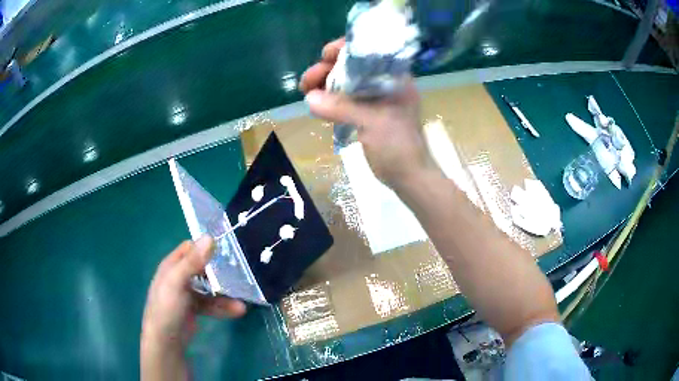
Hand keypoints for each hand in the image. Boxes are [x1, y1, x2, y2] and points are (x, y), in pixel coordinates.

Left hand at [141, 236, 245, 379]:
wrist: (166, 342)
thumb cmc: (167, 307)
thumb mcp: (177, 282)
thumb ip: (192, 262)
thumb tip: (210, 237)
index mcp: (171, 265)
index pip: (190, 248)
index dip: (206, 247)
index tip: (227, 250)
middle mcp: (179, 277)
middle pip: (202, 267)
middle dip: (220, 271)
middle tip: (240, 273)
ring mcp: (187, 293)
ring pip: (209, 287)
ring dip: (225, 292)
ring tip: (243, 298)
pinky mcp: (195, 309)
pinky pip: (211, 303)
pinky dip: (223, 306)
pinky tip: (238, 311)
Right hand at [300, 38, 435, 187]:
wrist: (407, 176)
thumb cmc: (398, 146)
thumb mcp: (372, 122)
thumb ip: (341, 108)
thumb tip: (309, 99)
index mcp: (393, 77)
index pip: (368, 51)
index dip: (345, 49)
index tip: (324, 56)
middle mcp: (383, 82)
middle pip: (351, 65)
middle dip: (327, 69)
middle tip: (306, 83)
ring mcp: (375, 98)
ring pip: (345, 82)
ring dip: (324, 84)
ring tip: (306, 93)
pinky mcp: (366, 112)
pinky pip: (344, 98)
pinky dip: (330, 99)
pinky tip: (317, 104)